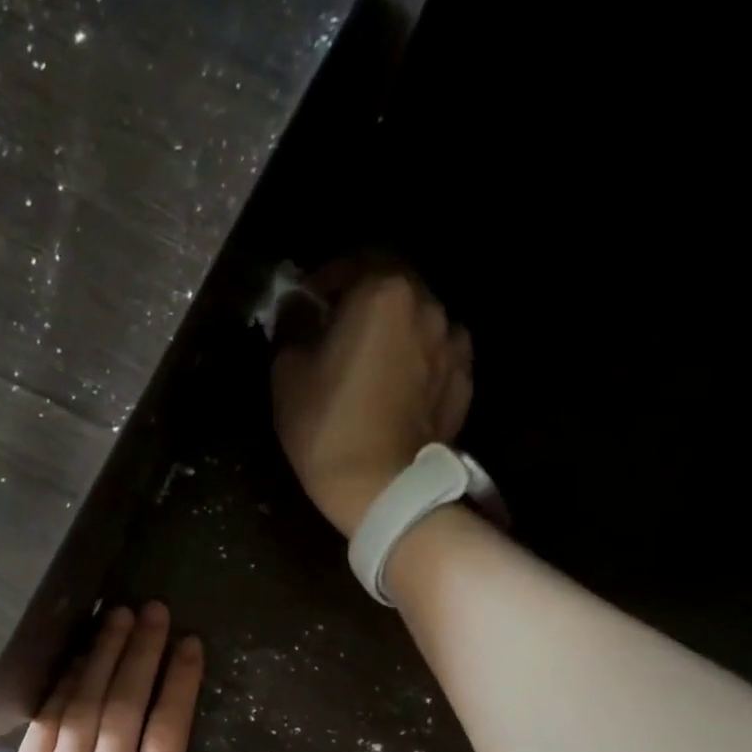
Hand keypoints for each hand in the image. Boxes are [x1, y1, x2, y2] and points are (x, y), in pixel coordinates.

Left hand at [0, 603, 225, 751]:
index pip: (169, 727)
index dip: (180, 679)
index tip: (189, 643)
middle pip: (126, 703)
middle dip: (143, 651)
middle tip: (154, 611)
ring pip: (86, 704)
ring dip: (104, 656)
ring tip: (118, 617)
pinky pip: (46, 725)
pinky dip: (63, 687)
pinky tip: (77, 659)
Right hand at [271, 266, 473, 537]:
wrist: (382, 489)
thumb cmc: (327, 426)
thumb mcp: (287, 373)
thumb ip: (293, 327)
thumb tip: (300, 311)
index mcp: (383, 293)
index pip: (353, 263)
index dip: (325, 282)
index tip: (306, 307)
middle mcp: (428, 305)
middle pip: (392, 287)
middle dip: (363, 302)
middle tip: (336, 333)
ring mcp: (454, 345)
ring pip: (418, 321)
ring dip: (393, 331)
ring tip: (370, 363)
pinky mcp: (464, 382)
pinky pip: (435, 356)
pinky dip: (416, 361)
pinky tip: (396, 389)